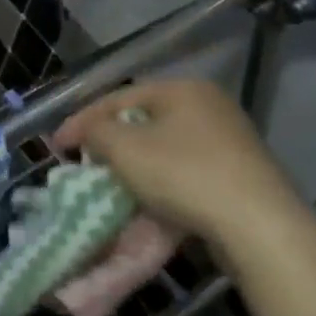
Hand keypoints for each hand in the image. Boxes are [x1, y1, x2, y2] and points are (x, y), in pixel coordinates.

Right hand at [53, 78, 312, 253]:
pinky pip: (186, 169)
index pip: (117, 98)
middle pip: (142, 120)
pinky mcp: (241, 173)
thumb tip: (90, 132)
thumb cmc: (183, 175)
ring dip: (134, 163)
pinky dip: (161, 180)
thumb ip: (95, 131)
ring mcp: (231, 139)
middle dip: (109, 142)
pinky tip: (149, 199)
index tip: (56, 147)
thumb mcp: (124, 148)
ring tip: (112, 183)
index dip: (81, 121)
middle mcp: (210, 105)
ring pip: (164, 146)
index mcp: (182, 89)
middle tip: (85, 163)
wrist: (258, 226)